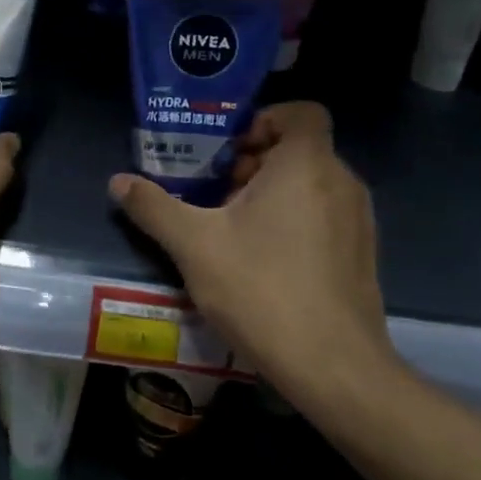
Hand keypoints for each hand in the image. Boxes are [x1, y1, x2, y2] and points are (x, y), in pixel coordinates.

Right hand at [108, 102, 395, 409]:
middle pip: (298, 149)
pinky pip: (325, 215)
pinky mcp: (363, 254)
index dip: (263, 120)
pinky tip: (264, 260)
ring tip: (232, 228)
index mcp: (306, 164)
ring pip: (311, 184)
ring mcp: (359, 219)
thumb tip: (117, 182)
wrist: (333, 367)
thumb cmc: (262, 289)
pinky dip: (295, 220)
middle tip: (216, 192)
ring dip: (272, 193)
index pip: (300, 112)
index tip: (229, 151)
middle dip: (254, 162)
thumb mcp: (194, 245)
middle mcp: (341, 181)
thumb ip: (153, 207)